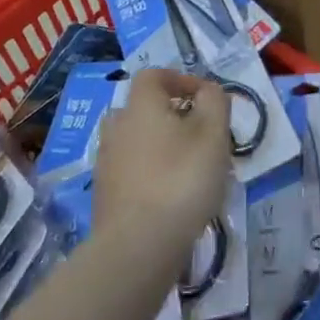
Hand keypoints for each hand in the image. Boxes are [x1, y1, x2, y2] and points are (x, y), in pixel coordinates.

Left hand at [92, 69, 230, 251]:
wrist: (138, 244)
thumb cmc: (181, 179)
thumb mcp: (213, 134)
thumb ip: (215, 102)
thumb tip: (207, 91)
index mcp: (140, 106)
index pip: (154, 75)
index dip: (181, 79)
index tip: (206, 99)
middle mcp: (117, 127)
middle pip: (142, 108)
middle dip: (170, 114)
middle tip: (199, 133)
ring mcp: (106, 162)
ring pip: (136, 140)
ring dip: (160, 145)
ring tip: (188, 166)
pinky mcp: (105, 194)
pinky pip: (131, 169)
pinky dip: (150, 172)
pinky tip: (171, 194)